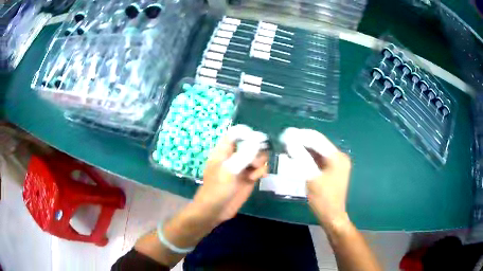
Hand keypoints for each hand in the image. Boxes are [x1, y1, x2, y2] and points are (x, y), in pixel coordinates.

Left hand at [192, 125, 268, 224]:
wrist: (214, 211)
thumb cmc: (216, 189)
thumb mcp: (228, 170)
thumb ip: (243, 154)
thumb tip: (257, 139)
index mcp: (224, 151)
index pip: (236, 134)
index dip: (247, 134)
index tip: (257, 140)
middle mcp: (234, 156)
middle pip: (251, 144)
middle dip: (256, 150)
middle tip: (254, 161)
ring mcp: (242, 167)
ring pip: (258, 156)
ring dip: (260, 162)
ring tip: (253, 173)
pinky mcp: (249, 178)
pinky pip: (260, 169)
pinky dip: (261, 171)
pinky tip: (257, 178)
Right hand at [280, 128, 351, 226]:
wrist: (332, 215)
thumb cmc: (323, 199)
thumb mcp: (311, 178)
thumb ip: (301, 158)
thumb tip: (290, 141)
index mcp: (337, 157)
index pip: (318, 140)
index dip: (301, 135)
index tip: (286, 133)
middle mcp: (339, 156)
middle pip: (318, 143)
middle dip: (302, 140)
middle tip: (285, 138)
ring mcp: (336, 163)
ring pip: (317, 150)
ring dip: (304, 148)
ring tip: (288, 144)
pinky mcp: (332, 169)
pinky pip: (318, 158)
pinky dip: (308, 156)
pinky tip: (296, 154)